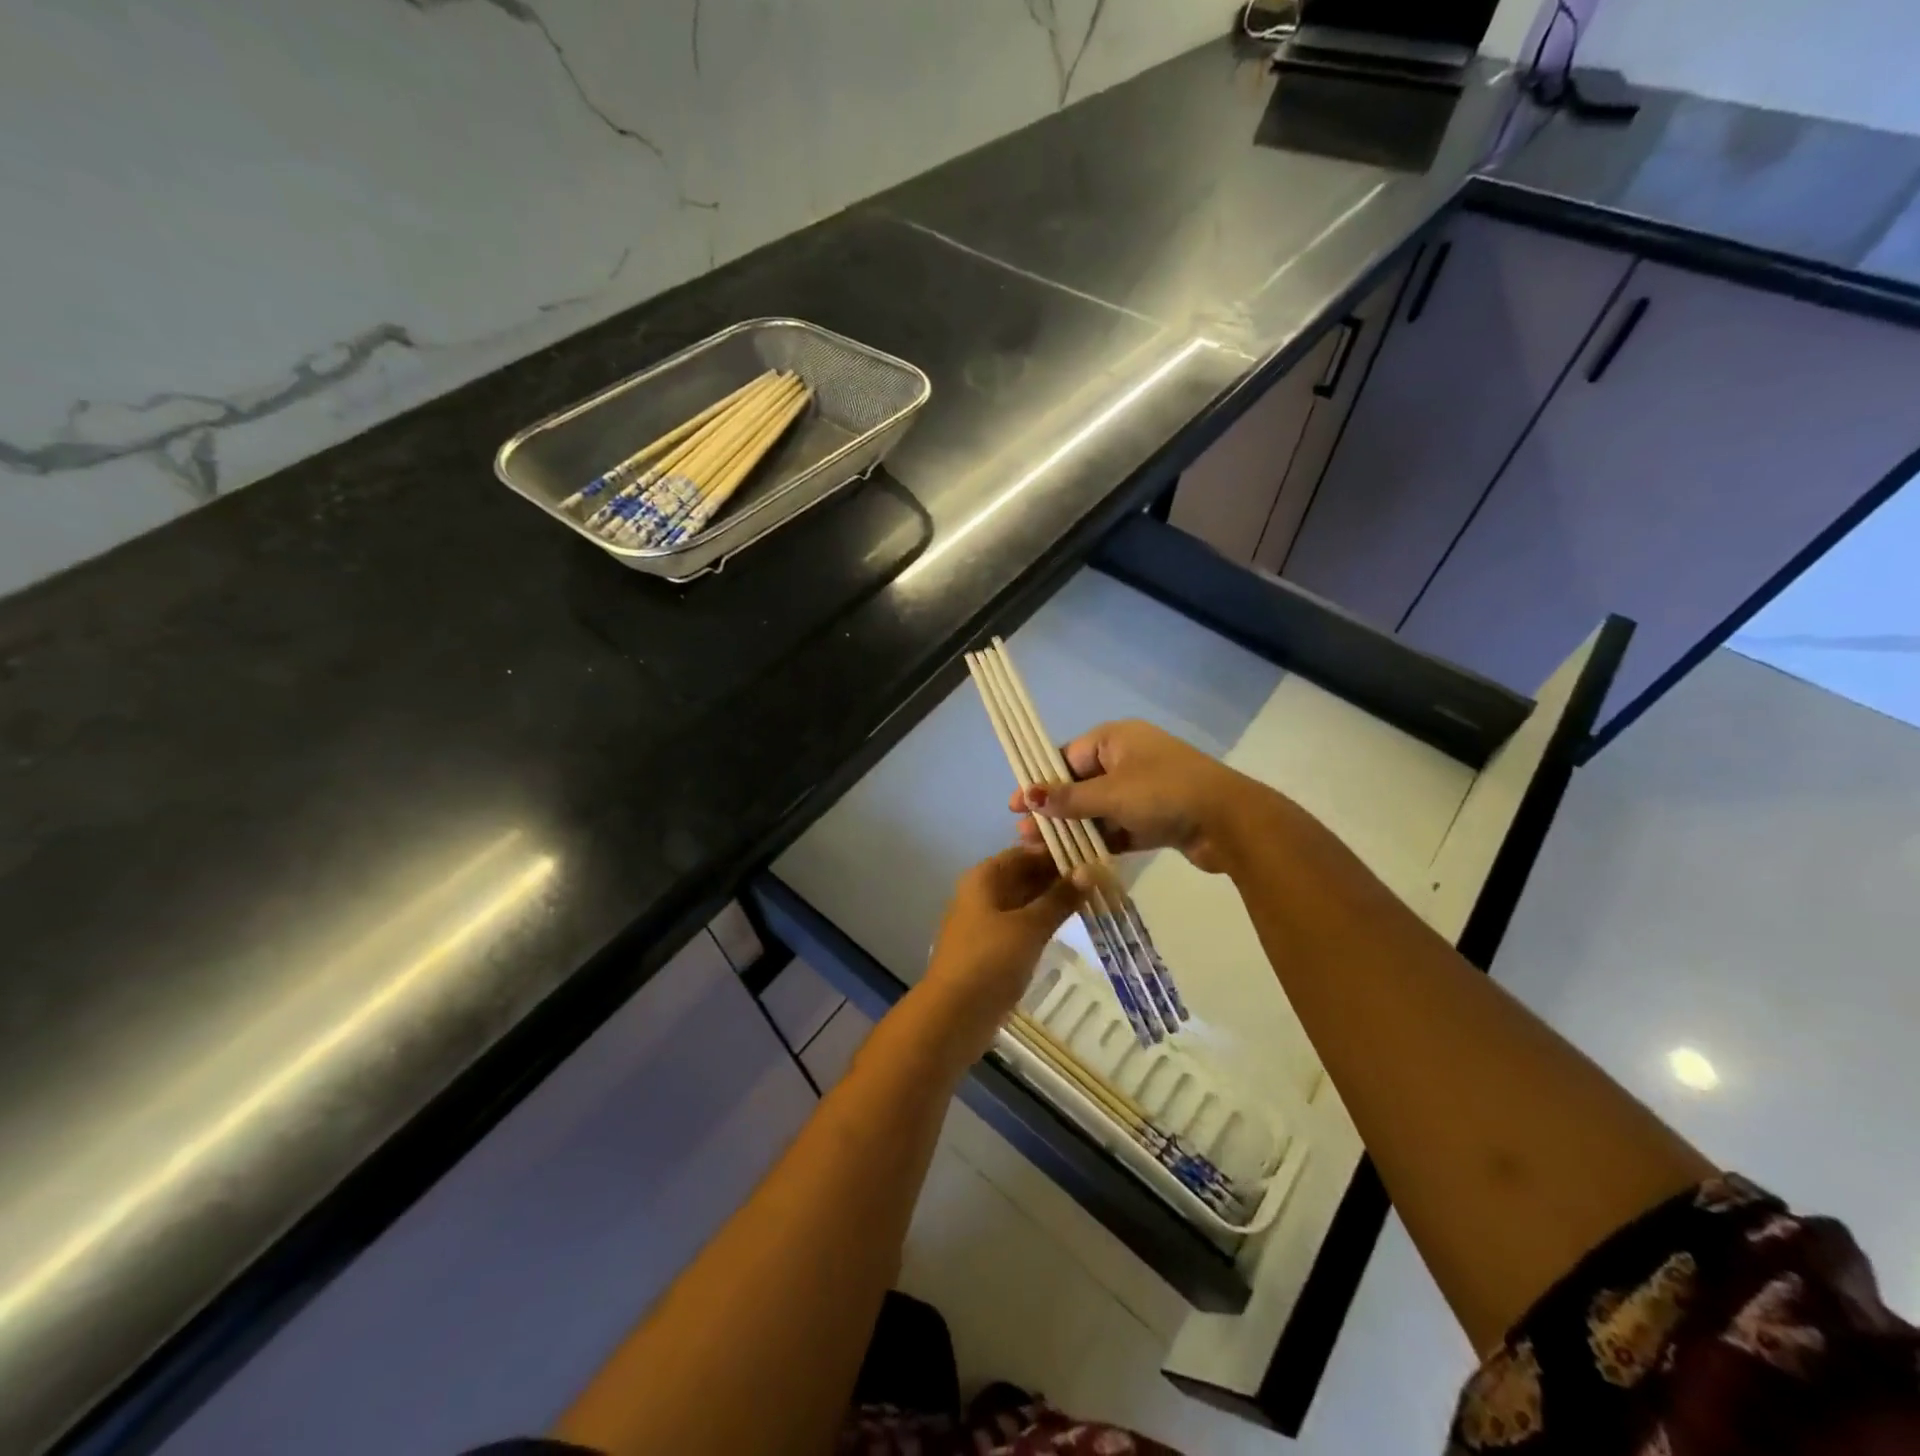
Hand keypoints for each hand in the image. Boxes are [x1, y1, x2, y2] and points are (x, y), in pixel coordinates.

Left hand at [921, 848, 1085, 1053]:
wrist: (954, 1016)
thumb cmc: (990, 961)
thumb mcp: (1029, 927)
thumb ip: (1059, 898)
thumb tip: (1090, 870)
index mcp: (984, 877)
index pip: (1024, 852)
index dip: (1056, 852)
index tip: (1093, 854)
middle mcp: (982, 893)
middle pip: (1023, 875)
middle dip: (1058, 876)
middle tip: (1101, 878)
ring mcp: (985, 922)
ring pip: (1024, 901)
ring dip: (1053, 900)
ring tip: (1093, 897)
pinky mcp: (991, 949)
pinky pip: (1021, 925)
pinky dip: (1043, 922)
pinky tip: (1069, 925)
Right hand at [1006, 719, 1274, 873]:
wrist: (1229, 821)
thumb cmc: (1163, 793)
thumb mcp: (1110, 794)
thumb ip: (1067, 798)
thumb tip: (1028, 796)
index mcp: (1116, 739)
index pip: (1066, 756)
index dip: (1040, 781)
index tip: (1016, 805)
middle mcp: (1128, 759)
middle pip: (1080, 784)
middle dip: (1053, 810)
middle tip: (1025, 835)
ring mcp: (1144, 789)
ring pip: (1098, 809)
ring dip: (1073, 829)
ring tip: (1043, 852)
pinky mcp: (1156, 818)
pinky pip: (1119, 827)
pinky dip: (1100, 841)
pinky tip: (1075, 860)